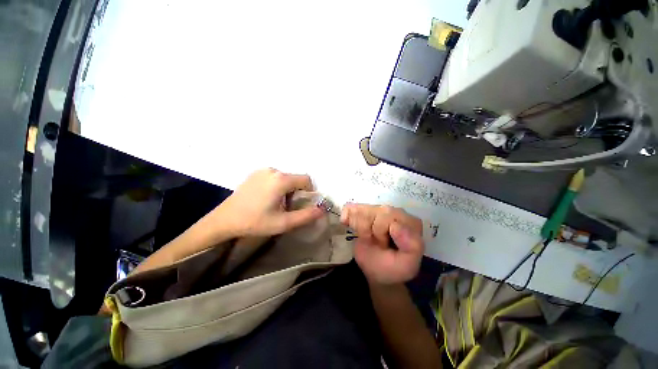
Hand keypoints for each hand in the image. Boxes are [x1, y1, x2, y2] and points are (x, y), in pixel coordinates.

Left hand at [214, 168, 324, 237]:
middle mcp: (273, 170)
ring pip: (285, 178)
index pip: (306, 179)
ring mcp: (262, 170)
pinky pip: (275, 177)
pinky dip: (277, 186)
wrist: (224, 220)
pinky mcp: (255, 173)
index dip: (309, 192)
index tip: (302, 204)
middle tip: (288, 207)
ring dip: (287, 189)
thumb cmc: (254, 222)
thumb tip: (322, 210)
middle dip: (297, 192)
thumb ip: (306, 216)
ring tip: (276, 204)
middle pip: (295, 178)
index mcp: (281, 180)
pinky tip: (266, 198)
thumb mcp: (283, 223)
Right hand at [341, 204, 423, 284]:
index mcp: (409, 222)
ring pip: (361, 210)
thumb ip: (411, 246)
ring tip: (367, 238)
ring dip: (359, 227)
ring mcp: (378, 210)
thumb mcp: (407, 265)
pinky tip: (346, 223)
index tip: (385, 246)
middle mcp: (394, 212)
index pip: (389, 216)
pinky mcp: (364, 212)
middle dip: (370, 231)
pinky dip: (347, 216)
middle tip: (377, 243)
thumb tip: (396, 225)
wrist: (376, 271)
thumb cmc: (393, 268)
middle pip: (375, 211)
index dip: (381, 232)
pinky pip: (350, 208)